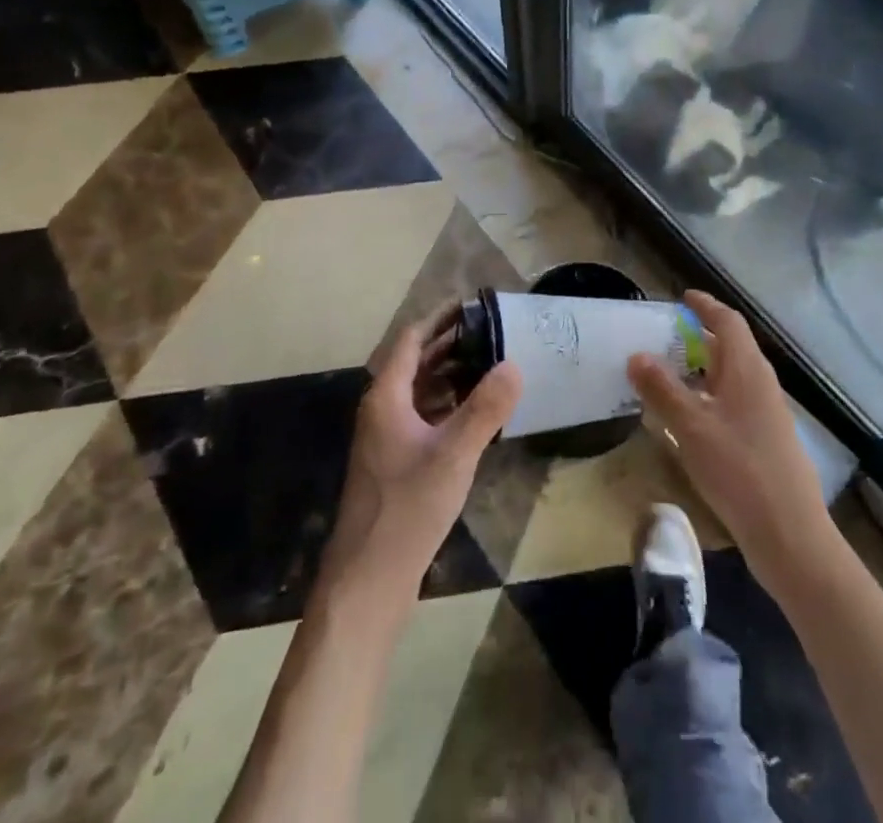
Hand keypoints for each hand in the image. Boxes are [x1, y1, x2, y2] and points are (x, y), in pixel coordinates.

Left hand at [322, 303, 521, 607]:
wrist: (368, 580)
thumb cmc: (407, 508)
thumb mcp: (453, 455)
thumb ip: (485, 409)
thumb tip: (514, 363)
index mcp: (387, 397)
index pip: (411, 339)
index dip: (440, 318)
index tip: (472, 302)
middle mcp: (382, 410)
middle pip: (415, 362)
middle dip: (450, 343)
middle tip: (491, 330)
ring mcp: (387, 438)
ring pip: (420, 391)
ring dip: (450, 373)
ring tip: (490, 363)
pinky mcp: (396, 463)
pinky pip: (423, 417)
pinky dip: (447, 404)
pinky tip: (475, 412)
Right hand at [628, 291, 833, 593]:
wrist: (791, 536)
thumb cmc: (739, 471)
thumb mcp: (691, 428)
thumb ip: (663, 390)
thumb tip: (636, 354)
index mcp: (748, 370)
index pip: (728, 322)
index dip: (705, 306)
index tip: (682, 297)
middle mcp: (761, 384)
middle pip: (731, 347)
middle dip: (700, 337)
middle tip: (664, 337)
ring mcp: (767, 414)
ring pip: (732, 377)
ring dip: (703, 369)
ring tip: (669, 375)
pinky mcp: (766, 441)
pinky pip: (734, 402)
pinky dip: (710, 397)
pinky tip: (689, 420)